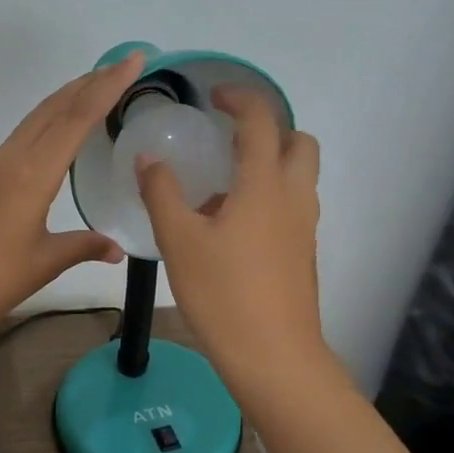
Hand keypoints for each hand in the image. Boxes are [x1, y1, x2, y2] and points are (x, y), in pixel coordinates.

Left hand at [0, 53, 144, 342]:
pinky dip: (47, 125)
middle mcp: (10, 159)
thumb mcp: (43, 263)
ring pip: (34, 121)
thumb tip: (117, 248)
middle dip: (89, 83)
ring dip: (65, 101)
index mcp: (32, 173)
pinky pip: (21, 139)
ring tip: (94, 91)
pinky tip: (56, 137)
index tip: (134, 59)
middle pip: (53, 108)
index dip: (108, 86)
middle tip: (121, 67)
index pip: (77, 118)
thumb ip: (83, 247)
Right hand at [137, 87, 330, 395]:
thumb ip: (162, 193)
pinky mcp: (303, 254)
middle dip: (268, 130)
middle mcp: (293, 198)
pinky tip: (230, 231)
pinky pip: (291, 207)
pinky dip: (268, 198)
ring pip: (298, 177)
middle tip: (228, 141)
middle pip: (299, 142)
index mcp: (264, 185)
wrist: (273, 355)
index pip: (261, 121)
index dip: (239, 98)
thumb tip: (149, 160)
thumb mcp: (179, 241)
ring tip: (220, 192)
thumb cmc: (223, 293)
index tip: (213, 96)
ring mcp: (304, 228)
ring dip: (268, 166)